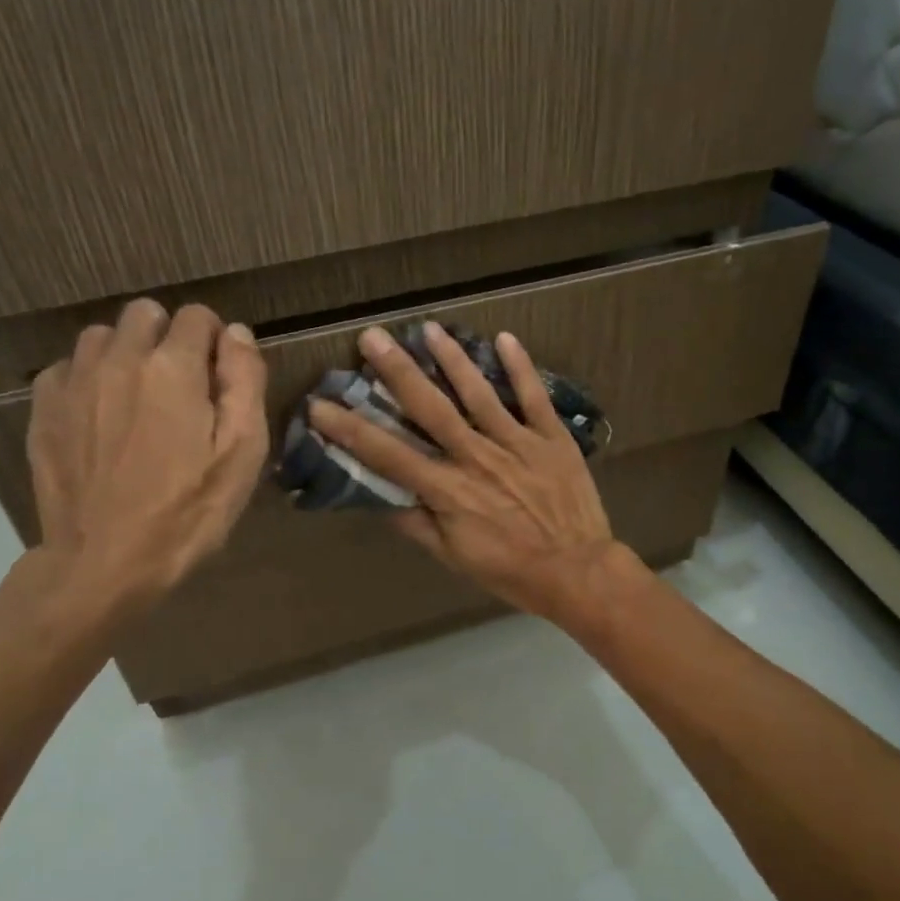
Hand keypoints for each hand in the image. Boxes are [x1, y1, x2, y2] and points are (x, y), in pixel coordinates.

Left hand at [25, 300, 267, 621]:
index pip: (198, 316)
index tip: (219, 377)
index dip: (215, 341)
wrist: (105, 562)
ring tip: (139, 399)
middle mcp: (119, 358)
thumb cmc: (188, 511)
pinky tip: (102, 417)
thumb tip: (235, 332)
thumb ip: (244, 381)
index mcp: (173, 367)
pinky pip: (69, 367)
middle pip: (146, 313)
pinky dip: (90, 378)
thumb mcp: (242, 452)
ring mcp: (74, 381)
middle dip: (169, 337)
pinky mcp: (44, 407)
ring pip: (103, 335)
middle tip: (181, 387)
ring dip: (126, 353)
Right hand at [305, 322, 635, 622]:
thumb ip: (416, 525)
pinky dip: (521, 367)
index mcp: (449, 490)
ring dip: (452, 358)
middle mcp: (477, 458)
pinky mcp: (551, 438)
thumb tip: (381, 499)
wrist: (577, 572)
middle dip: (398, 371)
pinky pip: (534, 397)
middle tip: (372, 337)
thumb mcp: (454, 557)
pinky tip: (504, 338)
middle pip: (431, 408)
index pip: (390, 454)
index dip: (352, 430)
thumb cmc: (510, 570)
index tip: (321, 405)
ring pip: (478, 393)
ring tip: (428, 329)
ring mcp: (517, 443)